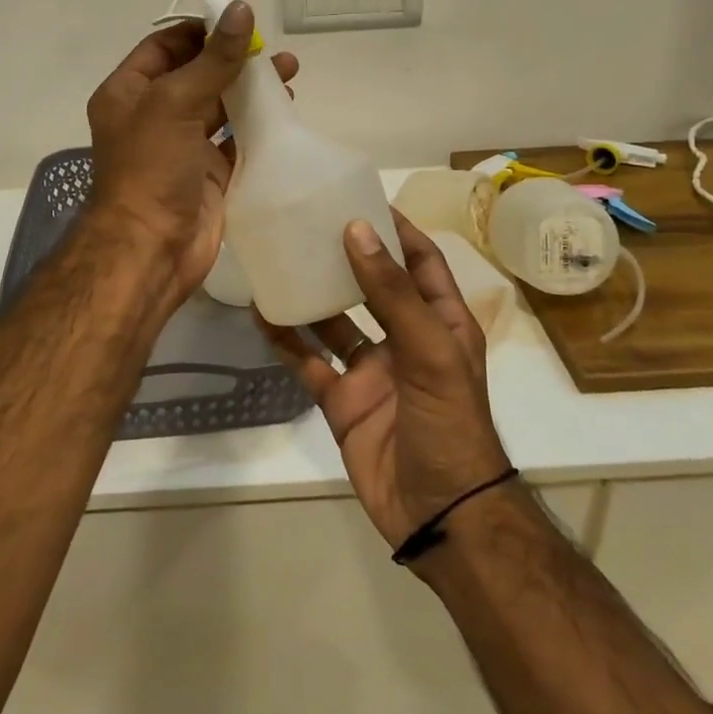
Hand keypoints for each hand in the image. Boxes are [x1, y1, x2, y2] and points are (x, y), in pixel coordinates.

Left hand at [85, 1, 298, 302]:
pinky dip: (259, 125)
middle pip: (197, 73)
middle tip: (272, 49)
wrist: (151, 249)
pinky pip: (237, 140)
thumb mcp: (175, 102)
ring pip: (220, 106)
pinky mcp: (209, 173)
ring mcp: (182, 146)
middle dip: (234, 58)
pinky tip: (286, 112)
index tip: (240, 19)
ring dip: (251, 89)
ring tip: (290, 72)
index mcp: (129, 92)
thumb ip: (213, 59)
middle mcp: (153, 115)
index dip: (201, 31)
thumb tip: (241, 10)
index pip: (165, 46)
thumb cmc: (150, 168)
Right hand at [260, 211, 512, 557]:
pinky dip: (287, 339)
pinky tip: (262, 314)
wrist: (440, 515)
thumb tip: (357, 230)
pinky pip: (309, 360)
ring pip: (334, 320)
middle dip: (345, 255)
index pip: (420, 261)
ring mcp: (371, 370)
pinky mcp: (342, 399)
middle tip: (307, 222)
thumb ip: (392, 293)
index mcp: (441, 321)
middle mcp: (405, 338)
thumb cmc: (450, 423)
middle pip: (372, 285)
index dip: (396, 229)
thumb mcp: (430, 351)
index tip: (361, 198)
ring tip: (278, 258)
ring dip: (310, 294)